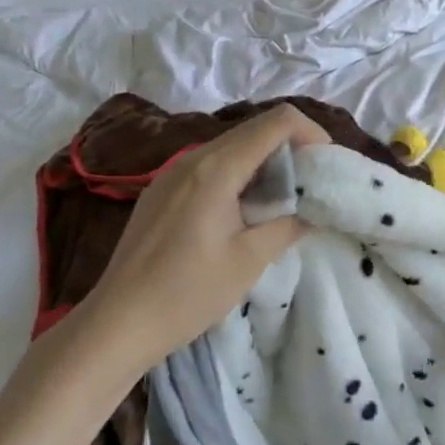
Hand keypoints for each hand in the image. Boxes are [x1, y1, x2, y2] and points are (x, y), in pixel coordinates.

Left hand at [69, 105, 330, 376]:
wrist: (117, 322)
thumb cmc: (187, 293)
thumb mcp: (249, 260)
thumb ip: (288, 225)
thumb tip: (314, 210)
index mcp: (217, 168)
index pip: (277, 122)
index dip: (311, 133)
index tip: (327, 165)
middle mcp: (194, 158)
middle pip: (255, 129)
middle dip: (292, 148)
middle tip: (313, 184)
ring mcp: (173, 172)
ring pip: (233, 147)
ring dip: (266, 162)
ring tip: (284, 200)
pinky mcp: (163, 190)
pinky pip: (211, 166)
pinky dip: (240, 174)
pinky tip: (245, 211)